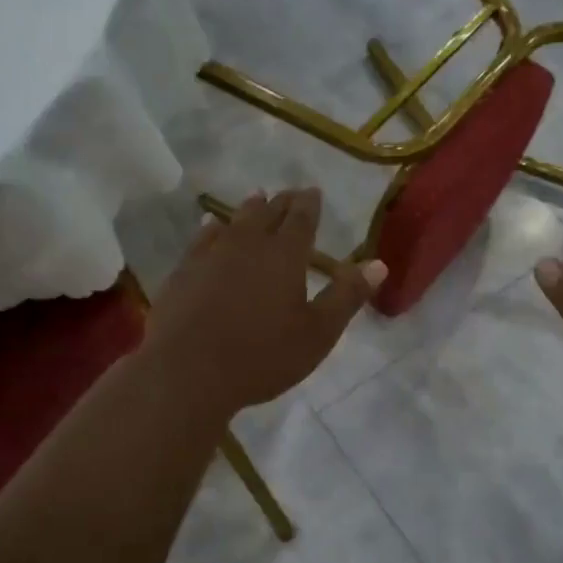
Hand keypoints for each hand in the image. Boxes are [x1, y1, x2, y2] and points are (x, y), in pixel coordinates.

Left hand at [144, 188, 385, 414]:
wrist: (187, 371)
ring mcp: (211, 255)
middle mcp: (248, 244)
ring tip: (256, 197)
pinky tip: (212, 226)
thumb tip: (378, 264)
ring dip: (249, 209)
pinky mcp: (184, 270)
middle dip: (282, 202)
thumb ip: (347, 296)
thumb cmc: (262, 356)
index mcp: (285, 255)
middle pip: (268, 213)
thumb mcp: (318, 333)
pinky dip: (212, 228)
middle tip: (290, 193)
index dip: (310, 203)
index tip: (313, 191)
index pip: (302, 218)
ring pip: (235, 221)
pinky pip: (202, 238)